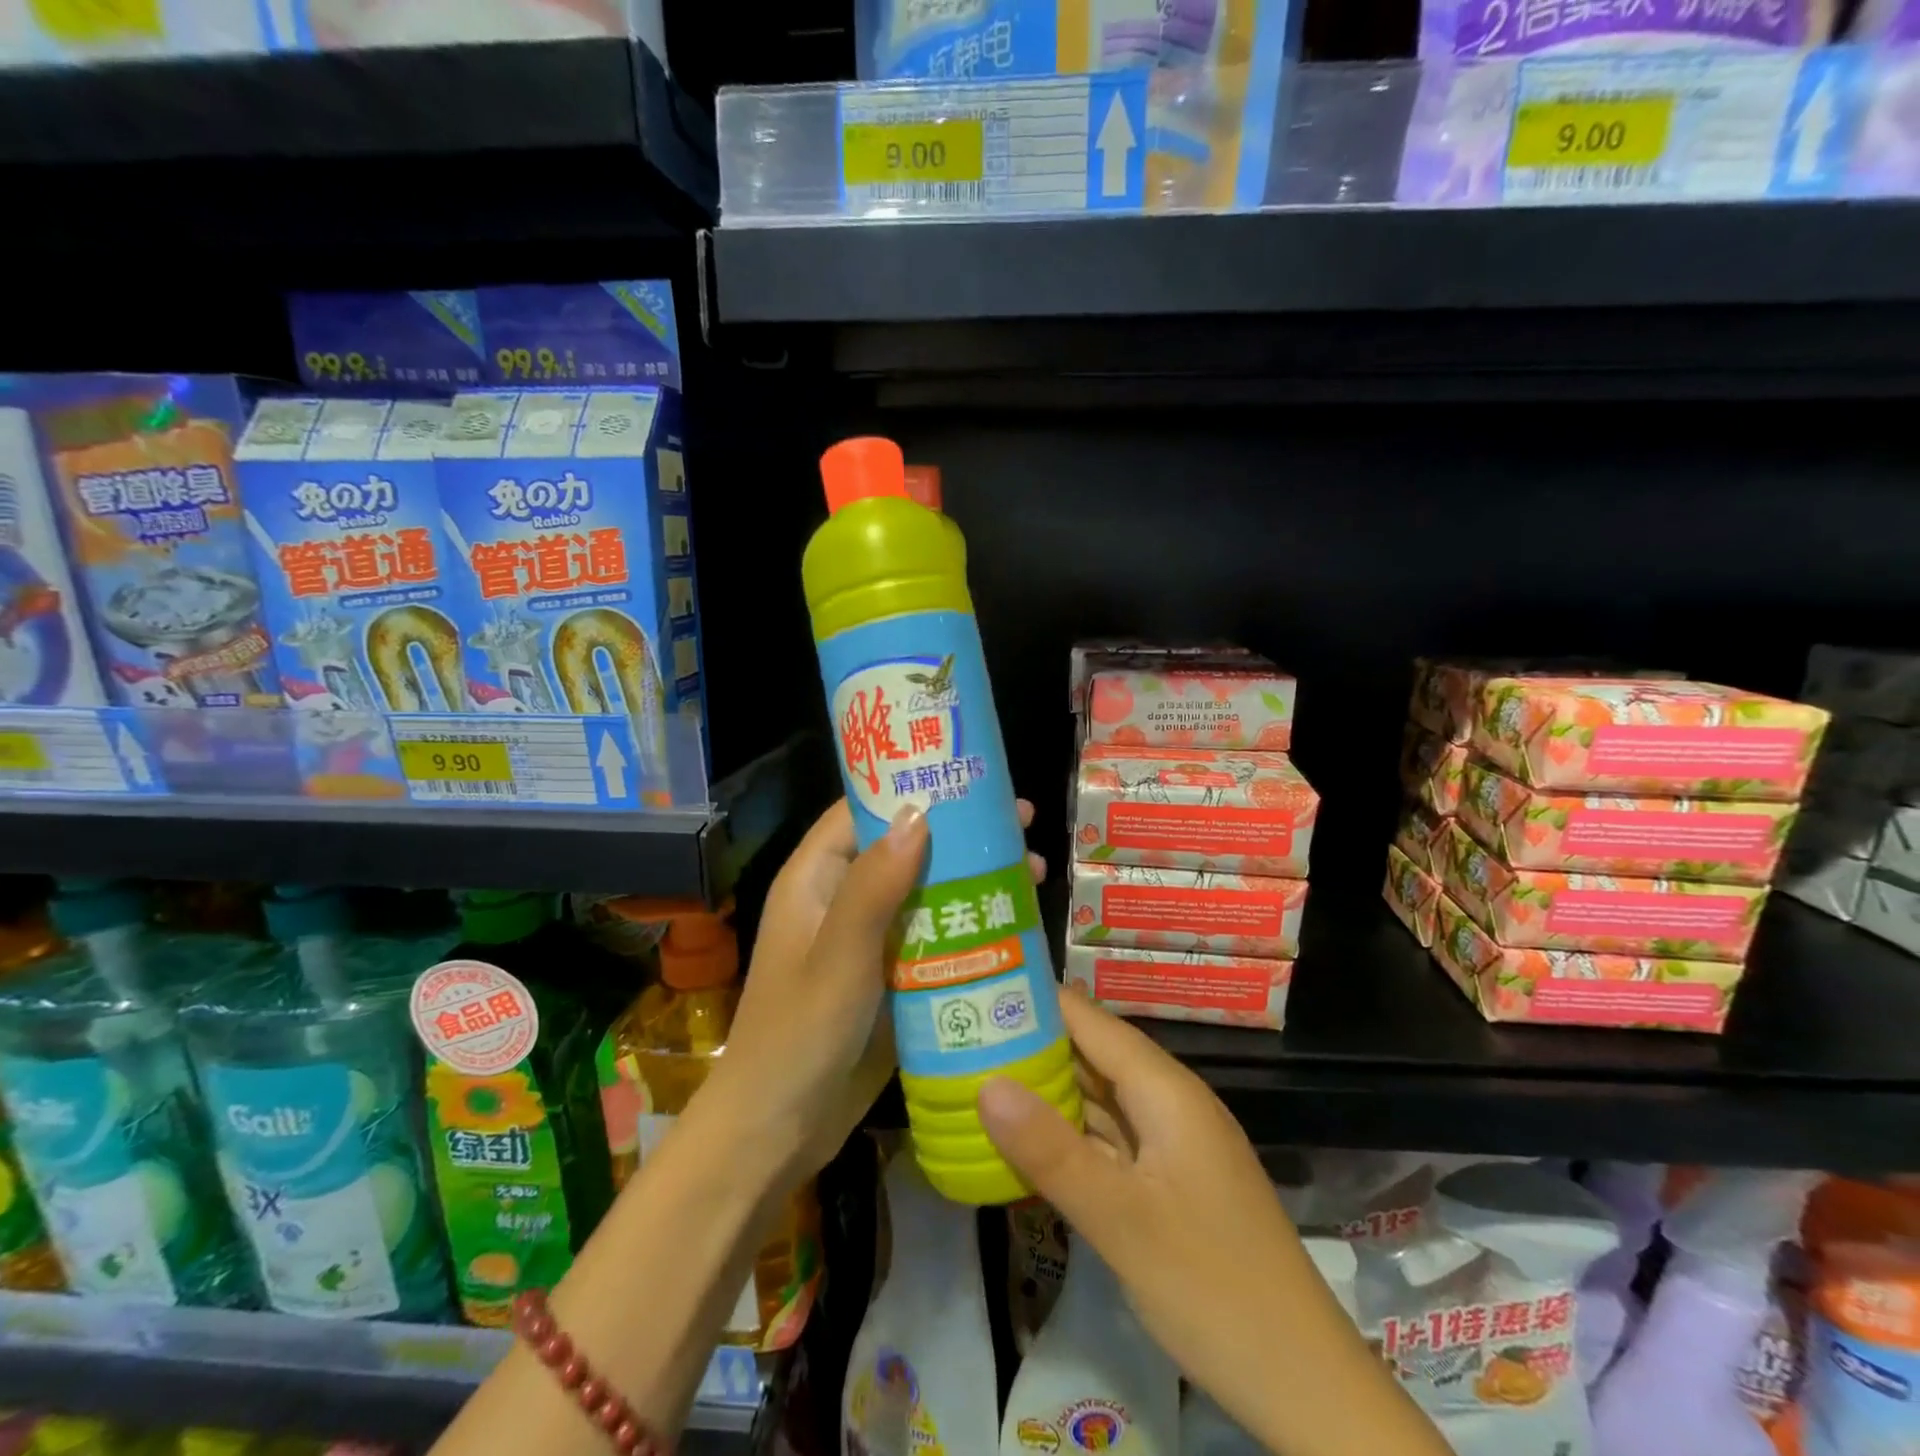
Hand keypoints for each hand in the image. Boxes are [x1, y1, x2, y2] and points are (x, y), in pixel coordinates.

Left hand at [709, 797, 1045, 1186]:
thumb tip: (919, 812)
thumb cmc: (798, 1034)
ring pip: (926, 892)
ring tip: (1034, 869)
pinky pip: (932, 937)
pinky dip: (968, 925)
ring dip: (973, 879)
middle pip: (905, 848)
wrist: (777, 1132)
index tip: (969, 776)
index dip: (912, 788)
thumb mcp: (840, 954)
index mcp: (816, 879)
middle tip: (1021, 823)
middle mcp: (842, 900)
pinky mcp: (889, 977)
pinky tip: (1014, 924)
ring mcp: (867, 941)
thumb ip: (875, 885)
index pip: (863, 810)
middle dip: (960, 835)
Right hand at [977, 994, 1344, 1414]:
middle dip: (1031, 1044)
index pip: (1090, 1020)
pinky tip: (1026, 1142)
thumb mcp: (1121, 1220)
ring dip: (1046, 1090)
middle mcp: (1169, 1103)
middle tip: (961, 1035)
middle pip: (1093, 1054)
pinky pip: (1110, 1140)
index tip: (977, 989)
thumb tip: (985, 1082)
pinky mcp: (1169, 1182)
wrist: (1304, 1384)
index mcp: (1165, 1090)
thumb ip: (1051, 1151)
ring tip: (977, 1075)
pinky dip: (1069, 1135)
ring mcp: (1172, 1144)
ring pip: (1099, 1098)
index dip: (1037, 1000)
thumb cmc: (1213, 1288)